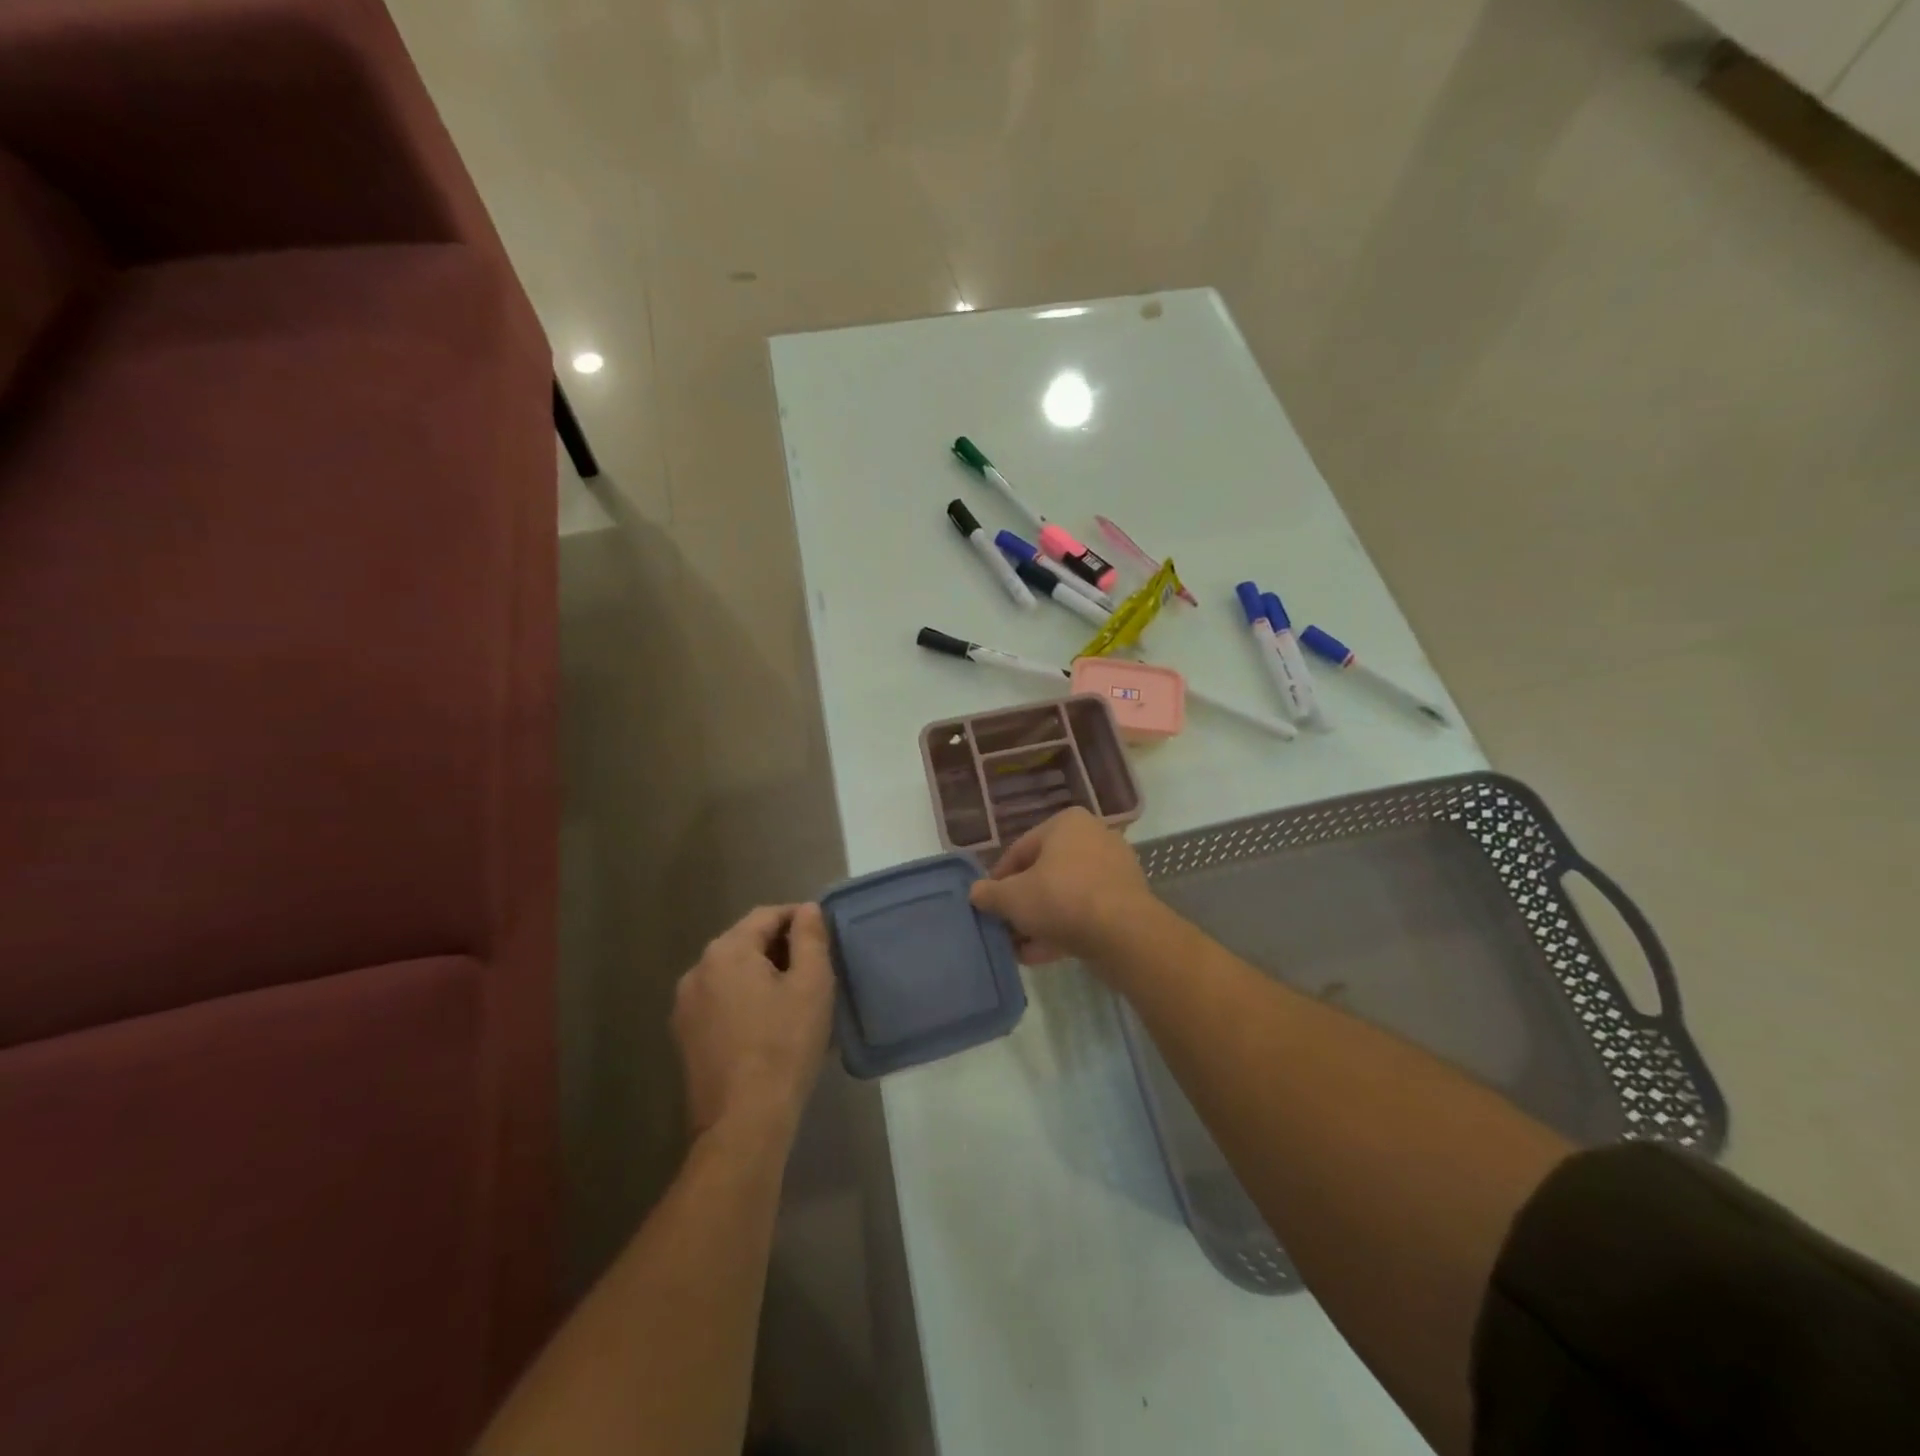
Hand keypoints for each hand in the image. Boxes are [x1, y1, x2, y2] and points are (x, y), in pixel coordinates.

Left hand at [673, 903, 834, 1141]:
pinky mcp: (684, 1036)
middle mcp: (697, 970)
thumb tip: (806, 909)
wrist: (743, 1122)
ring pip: (731, 973)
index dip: (797, 919)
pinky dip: (743, 1000)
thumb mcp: (812, 985)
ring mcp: (685, 1005)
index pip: (766, 915)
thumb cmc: (785, 1046)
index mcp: (726, 951)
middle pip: (745, 942)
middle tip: (814, 969)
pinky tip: (767, 1024)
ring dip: (761, 975)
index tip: (822, 936)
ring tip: (793, 998)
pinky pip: (719, 1001)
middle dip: (779, 948)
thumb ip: (810, 938)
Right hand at [969, 808, 1152, 965]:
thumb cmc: (1061, 898)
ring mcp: (1114, 870)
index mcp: (1066, 823)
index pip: (1020, 849)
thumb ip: (990, 894)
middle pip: (1045, 873)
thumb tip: (975, 892)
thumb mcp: (1013, 897)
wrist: (1123, 933)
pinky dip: (1064, 929)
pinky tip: (1041, 955)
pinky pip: (1086, 912)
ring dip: (1040, 921)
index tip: (987, 904)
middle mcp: (1093, 837)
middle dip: (1022, 903)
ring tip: (1019, 948)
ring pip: (1065, 895)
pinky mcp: (1126, 901)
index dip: (998, 879)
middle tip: (1004, 927)